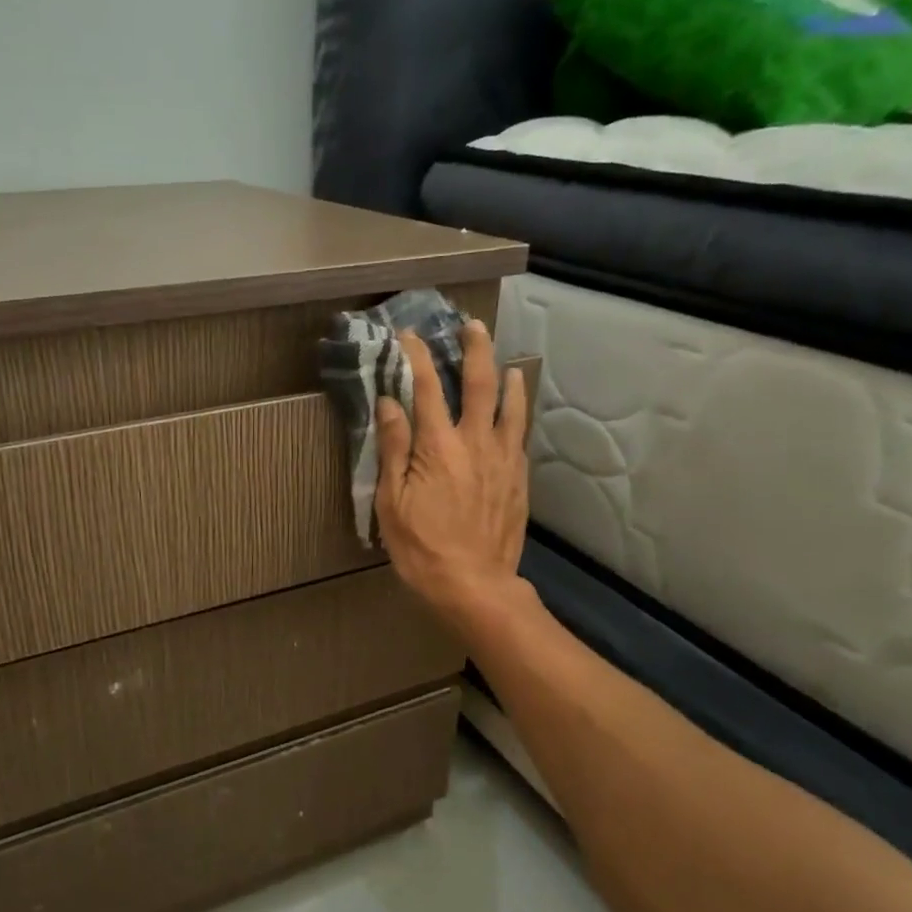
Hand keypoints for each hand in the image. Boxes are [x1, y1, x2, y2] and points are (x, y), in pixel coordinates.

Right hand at [374, 321, 530, 638]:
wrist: (474, 585)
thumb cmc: (421, 547)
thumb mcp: (392, 501)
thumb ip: (394, 448)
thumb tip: (391, 403)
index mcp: (439, 446)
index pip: (427, 388)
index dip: (417, 357)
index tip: (409, 335)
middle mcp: (476, 442)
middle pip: (480, 384)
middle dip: (475, 349)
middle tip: (472, 326)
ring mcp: (503, 460)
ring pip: (510, 407)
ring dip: (506, 378)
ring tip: (506, 362)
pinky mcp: (518, 480)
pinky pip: (520, 436)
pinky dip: (517, 414)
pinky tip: (515, 412)